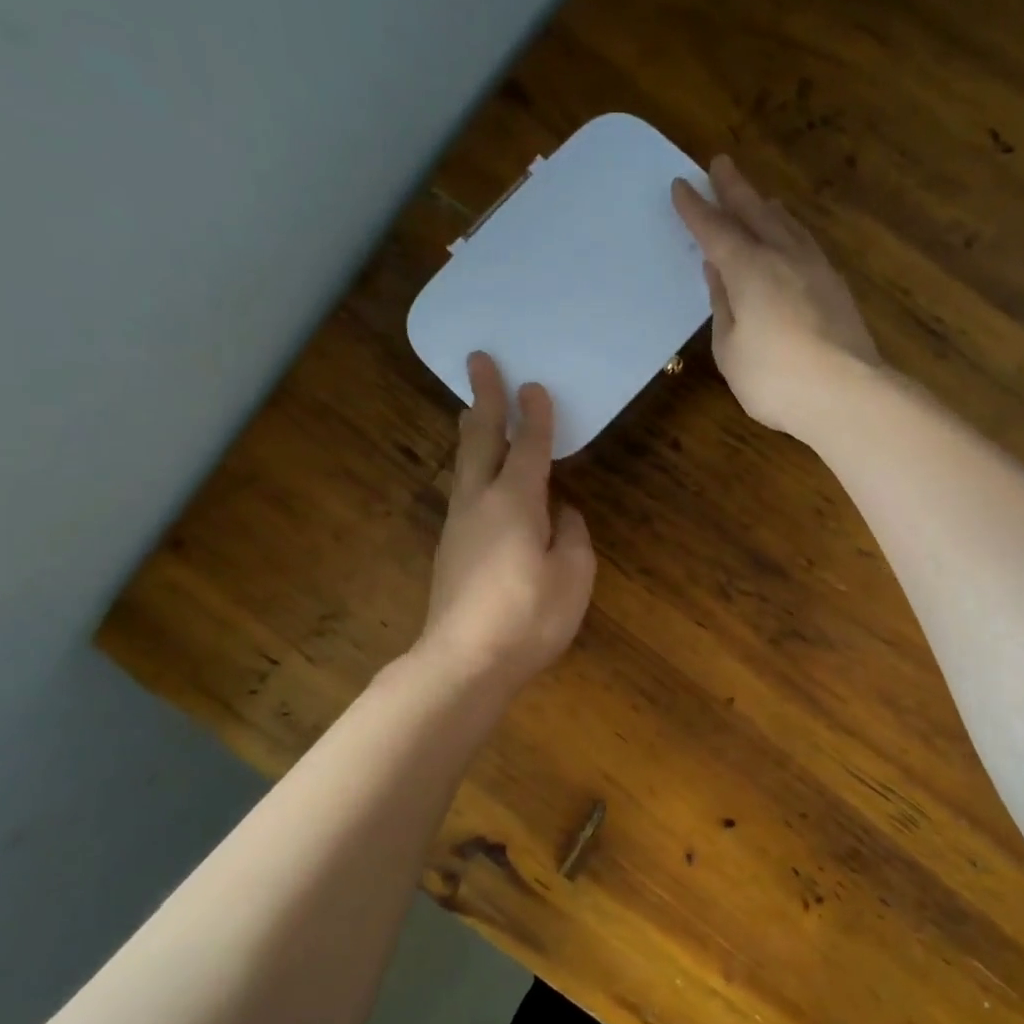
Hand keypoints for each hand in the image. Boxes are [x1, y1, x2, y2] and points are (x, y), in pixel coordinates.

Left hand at [418, 353, 596, 690]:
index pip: (529, 446)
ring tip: (475, 410)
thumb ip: (572, 535)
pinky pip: (465, 492)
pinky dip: (473, 468)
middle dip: (484, 398)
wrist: (464, 661)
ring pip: (465, 465)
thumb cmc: (529, 617)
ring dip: (472, 432)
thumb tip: (562, 515)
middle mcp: (480, 502)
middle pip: (480, 439)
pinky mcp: (450, 549)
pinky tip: (483, 480)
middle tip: (479, 361)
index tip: (534, 383)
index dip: (535, 414)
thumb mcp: (573, 576)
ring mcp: (459, 525)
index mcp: (516, 502)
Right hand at [672, 155, 881, 436]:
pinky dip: (791, 232)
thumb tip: (719, 274)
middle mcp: (783, 257)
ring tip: (759, 198)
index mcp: (749, 269)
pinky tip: (792, 238)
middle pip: (755, 213)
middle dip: (734, 189)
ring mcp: (815, 269)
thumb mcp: (730, 350)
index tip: (681, 186)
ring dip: (767, 207)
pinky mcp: (836, 287)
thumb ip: (722, 307)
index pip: (715, 230)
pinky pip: (806, 244)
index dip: (696, 209)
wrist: (847, 394)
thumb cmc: (776, 378)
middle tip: (720, 163)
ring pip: (787, 225)